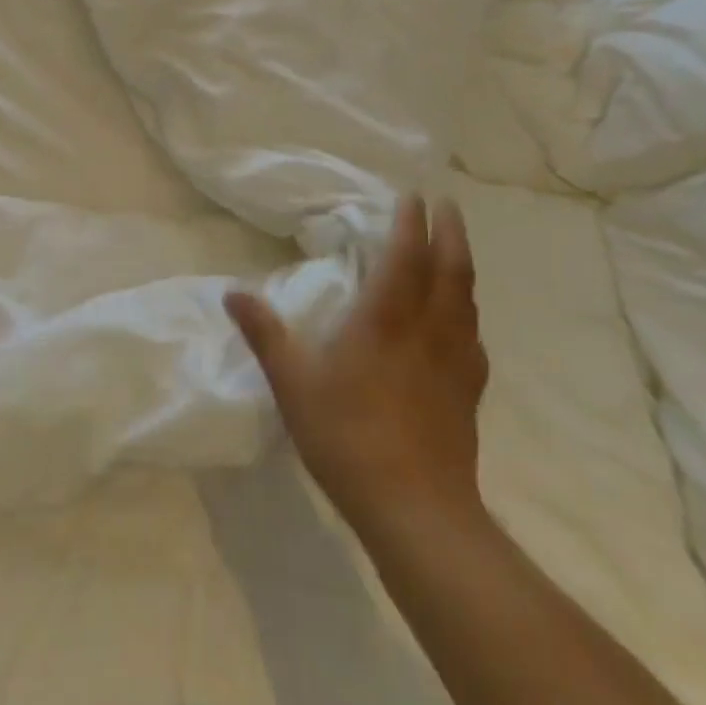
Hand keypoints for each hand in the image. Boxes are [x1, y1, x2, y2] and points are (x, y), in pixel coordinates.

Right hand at [224, 194, 488, 535]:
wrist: (415, 508)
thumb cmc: (347, 435)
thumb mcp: (292, 381)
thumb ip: (264, 333)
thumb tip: (232, 292)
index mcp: (386, 319)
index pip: (406, 256)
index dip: (411, 223)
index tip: (414, 196)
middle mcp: (428, 330)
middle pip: (450, 269)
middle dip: (450, 232)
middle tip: (447, 206)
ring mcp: (455, 362)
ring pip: (467, 300)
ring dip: (462, 265)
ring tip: (455, 250)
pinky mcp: (469, 393)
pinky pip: (473, 337)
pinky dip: (468, 314)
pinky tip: (462, 325)